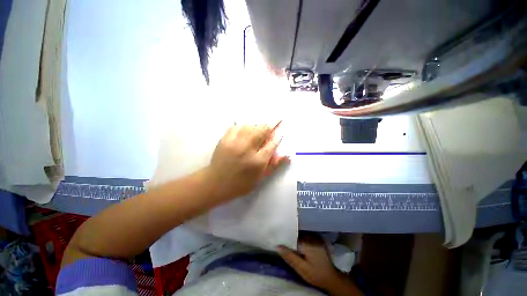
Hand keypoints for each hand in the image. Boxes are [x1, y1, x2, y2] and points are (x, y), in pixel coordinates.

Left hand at [204, 123, 288, 200]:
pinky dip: (244, 126)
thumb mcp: (259, 178)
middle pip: (262, 131)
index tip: (281, 129)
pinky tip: (247, 129)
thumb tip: (287, 155)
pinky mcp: (225, 139)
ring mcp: (235, 143)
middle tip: (276, 120)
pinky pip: (237, 127)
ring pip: (250, 126)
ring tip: (261, 127)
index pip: (271, 144)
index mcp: (257, 162)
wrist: (215, 183)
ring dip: (258, 125)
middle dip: (270, 125)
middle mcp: (247, 149)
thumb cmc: (240, 183)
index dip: (278, 135)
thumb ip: (273, 165)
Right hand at [278, 234, 362, 295]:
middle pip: (297, 233)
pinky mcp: (317, 240)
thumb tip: (277, 246)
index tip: (278, 237)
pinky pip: (306, 236)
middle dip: (290, 236)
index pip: (293, 235)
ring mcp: (316, 238)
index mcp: (307, 243)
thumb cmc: (316, 274)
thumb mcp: (301, 268)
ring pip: (301, 234)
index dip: (285, 236)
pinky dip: (300, 238)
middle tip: (281, 239)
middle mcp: (311, 237)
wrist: (331, 278)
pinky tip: (296, 242)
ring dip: (295, 236)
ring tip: (287, 240)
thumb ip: (290, 257)